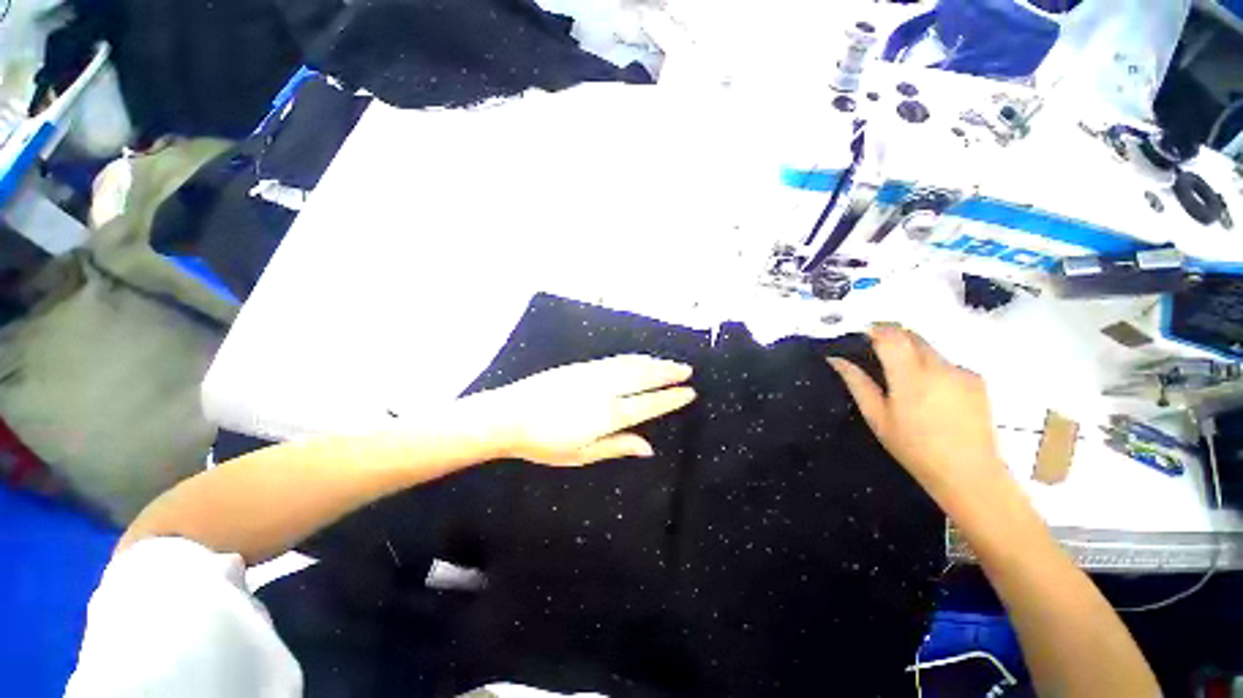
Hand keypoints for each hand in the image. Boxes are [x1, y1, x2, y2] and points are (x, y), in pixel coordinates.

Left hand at [477, 355, 696, 466]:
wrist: (510, 415)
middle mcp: (606, 390)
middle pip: (645, 378)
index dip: (670, 398)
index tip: (689, 392)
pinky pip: (615, 360)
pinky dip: (633, 359)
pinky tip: (639, 358)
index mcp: (608, 415)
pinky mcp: (583, 367)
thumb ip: (617, 447)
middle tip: (687, 370)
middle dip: (668, 373)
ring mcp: (594, 374)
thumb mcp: (582, 454)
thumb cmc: (545, 443)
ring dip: (654, 363)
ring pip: (632, 365)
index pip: (649, 404)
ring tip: (670, 362)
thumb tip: (648, 448)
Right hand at [828, 324, 1007, 504]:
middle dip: (892, 338)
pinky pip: (947, 363)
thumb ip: (857, 383)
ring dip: (912, 354)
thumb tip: (836, 359)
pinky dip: (933, 368)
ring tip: (905, 381)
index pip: (891, 336)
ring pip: (930, 349)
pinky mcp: (977, 380)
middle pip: (912, 336)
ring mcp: (961, 372)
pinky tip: (931, 393)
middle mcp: (939, 367)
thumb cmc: (913, 447)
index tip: (861, 334)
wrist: (967, 473)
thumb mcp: (877, 417)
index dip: (874, 330)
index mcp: (910, 376)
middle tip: (877, 354)